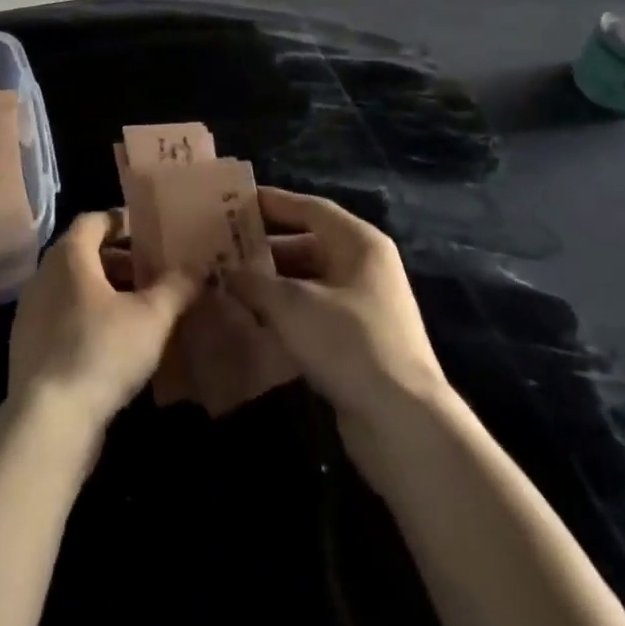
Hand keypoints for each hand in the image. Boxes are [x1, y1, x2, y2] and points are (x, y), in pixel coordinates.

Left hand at [7, 211, 199, 442]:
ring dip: (105, 292)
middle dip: (120, 261)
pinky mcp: (28, 346)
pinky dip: (88, 318)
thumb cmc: (101, 352)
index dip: (122, 222)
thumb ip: (175, 286)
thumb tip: (195, 267)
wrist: (48, 421)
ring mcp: (31, 312)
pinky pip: (62, 317)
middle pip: (84, 254)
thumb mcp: (151, 317)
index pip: (94, 220)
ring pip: (73, 288)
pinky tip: (114, 344)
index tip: (150, 234)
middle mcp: (43, 275)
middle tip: (153, 275)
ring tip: (139, 311)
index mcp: (69, 255)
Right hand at [224, 189, 450, 464]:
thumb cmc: (347, 342)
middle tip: (223, 247)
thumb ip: (254, 282)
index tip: (234, 203)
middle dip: (266, 247)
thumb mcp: (292, 305)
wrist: (402, 423)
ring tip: (230, 283)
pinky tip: (254, 320)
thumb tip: (225, 271)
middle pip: (309, 243)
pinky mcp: (358, 343)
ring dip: (273, 282)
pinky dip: (286, 312)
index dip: (272, 202)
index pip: (310, 208)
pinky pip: (314, 312)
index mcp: (359, 243)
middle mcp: (365, 267)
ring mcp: (365, 307)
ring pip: (309, 281)